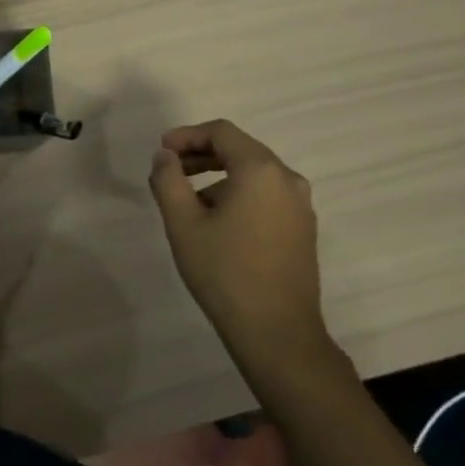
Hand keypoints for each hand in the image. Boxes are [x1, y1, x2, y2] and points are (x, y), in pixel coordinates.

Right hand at [147, 120, 328, 355]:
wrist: (277, 333)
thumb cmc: (225, 273)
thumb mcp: (183, 223)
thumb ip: (168, 180)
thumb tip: (165, 156)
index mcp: (260, 169)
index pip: (221, 132)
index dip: (187, 135)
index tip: (161, 152)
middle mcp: (287, 179)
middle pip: (240, 149)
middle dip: (201, 155)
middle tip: (170, 171)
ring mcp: (300, 205)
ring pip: (254, 174)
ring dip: (219, 177)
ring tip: (189, 203)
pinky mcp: (303, 228)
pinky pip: (267, 195)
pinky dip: (240, 195)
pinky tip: (218, 223)